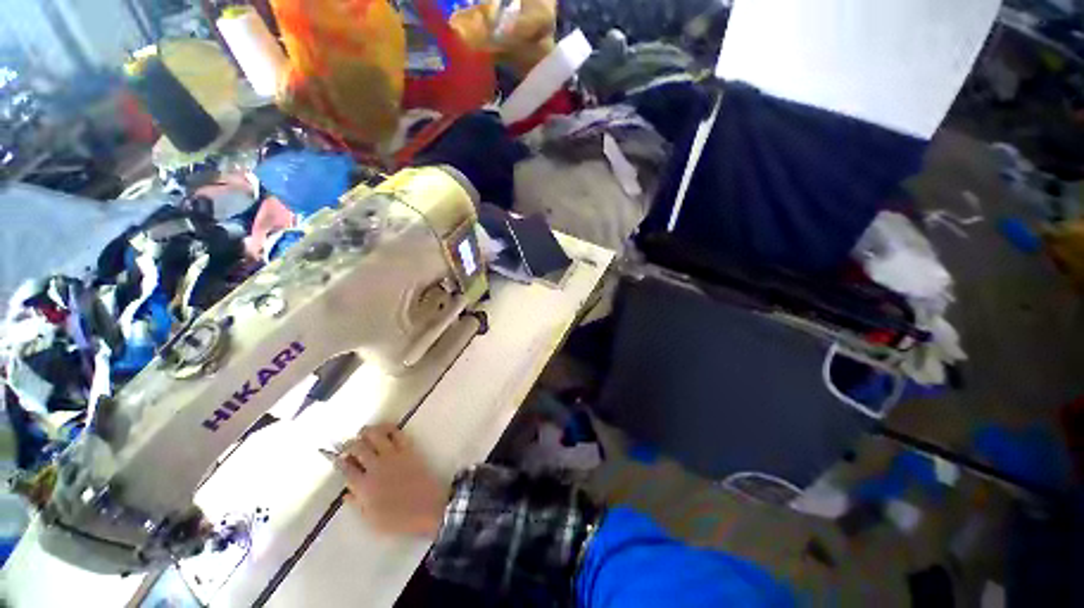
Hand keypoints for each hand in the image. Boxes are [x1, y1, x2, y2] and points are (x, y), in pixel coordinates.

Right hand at [336, 424, 448, 538]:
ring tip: (364, 432)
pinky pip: (397, 433)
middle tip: (349, 444)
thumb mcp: (371, 520)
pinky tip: (385, 428)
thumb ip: (358, 504)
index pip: (345, 469)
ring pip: (375, 436)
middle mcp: (375, 467)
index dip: (339, 462)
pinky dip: (389, 428)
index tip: (338, 458)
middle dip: (350, 444)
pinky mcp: (408, 450)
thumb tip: (347, 493)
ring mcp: (392, 456)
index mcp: (363, 487)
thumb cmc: (398, 520)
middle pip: (358, 448)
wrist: (427, 508)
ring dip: (367, 431)